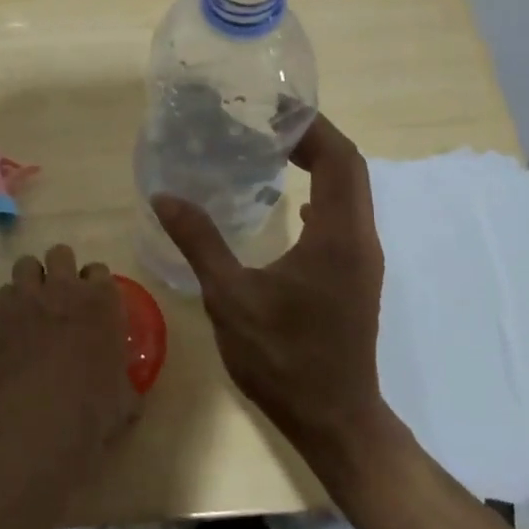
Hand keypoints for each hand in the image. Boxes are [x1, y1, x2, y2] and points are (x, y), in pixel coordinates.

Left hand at [0, 245, 140, 482]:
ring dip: (30, 279)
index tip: (91, 303)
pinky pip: (3, 293)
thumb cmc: (95, 408)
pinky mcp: (1, 313)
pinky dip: (8, 305)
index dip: (93, 285)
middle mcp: (66, 288)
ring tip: (31, 303)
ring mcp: (30, 296)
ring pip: (26, 264)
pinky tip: (11, 326)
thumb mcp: (126, 396)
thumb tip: (130, 390)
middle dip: (60, 269)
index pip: (99, 270)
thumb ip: (127, 381)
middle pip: (61, 253)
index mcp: (102, 300)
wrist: (45, 419)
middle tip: (59, 296)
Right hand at [152, 115, 387, 455]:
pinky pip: (344, 216)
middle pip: (349, 168)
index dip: (311, 126)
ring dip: (320, 164)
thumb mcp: (231, 298)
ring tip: (274, 150)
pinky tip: (289, 203)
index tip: (272, 108)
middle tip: (266, 122)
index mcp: (337, 235)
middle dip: (313, 138)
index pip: (339, 158)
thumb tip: (166, 196)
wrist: (335, 420)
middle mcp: (360, 238)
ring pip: (350, 192)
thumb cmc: (284, 358)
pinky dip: (321, 193)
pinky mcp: (356, 275)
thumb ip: (200, 242)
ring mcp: (362, 259)